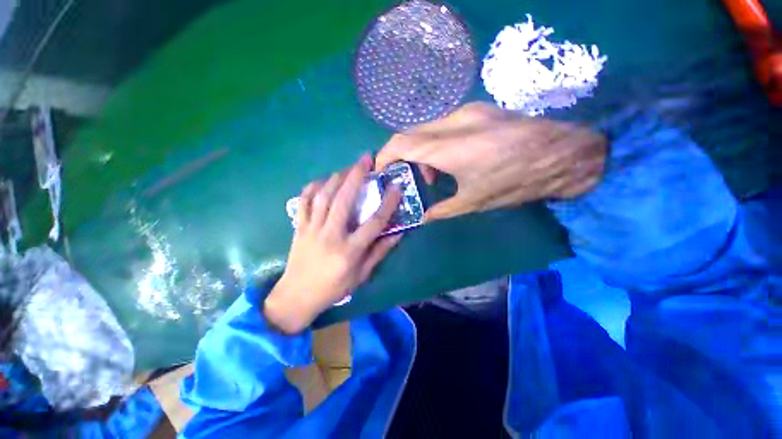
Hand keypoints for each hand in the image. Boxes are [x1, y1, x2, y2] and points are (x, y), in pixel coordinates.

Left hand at [264, 154, 402, 333]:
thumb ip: (380, 252)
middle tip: (366, 159)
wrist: (297, 296)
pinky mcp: (298, 227)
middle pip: (344, 199)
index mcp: (349, 250)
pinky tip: (322, 180)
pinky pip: (303, 201)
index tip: (397, 187)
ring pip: (323, 196)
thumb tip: (398, 233)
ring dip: (337, 177)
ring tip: (348, 167)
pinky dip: (312, 187)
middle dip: (356, 175)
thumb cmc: (334, 288)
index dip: (388, 203)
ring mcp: (311, 229)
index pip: (374, 222)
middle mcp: (330, 235)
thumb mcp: (362, 275)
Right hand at [375, 102, 607, 220]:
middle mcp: (453, 122)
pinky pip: (443, 126)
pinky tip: (447, 161)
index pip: (400, 144)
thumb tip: (423, 218)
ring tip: (430, 175)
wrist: (564, 154)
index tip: (379, 172)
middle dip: (400, 156)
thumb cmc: (517, 181)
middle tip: (405, 178)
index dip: (384, 157)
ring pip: (425, 129)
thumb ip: (442, 209)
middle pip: (409, 134)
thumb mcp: (474, 202)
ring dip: (419, 151)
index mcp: (449, 146)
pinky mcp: (477, 111)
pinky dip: (435, 144)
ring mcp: (467, 112)